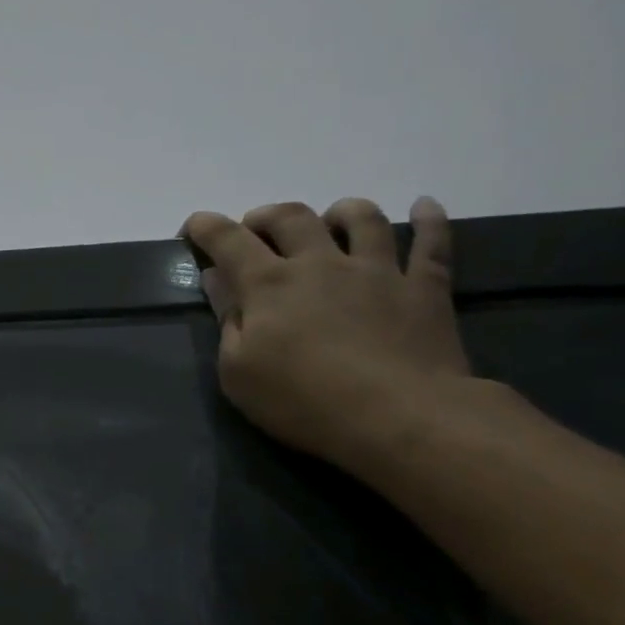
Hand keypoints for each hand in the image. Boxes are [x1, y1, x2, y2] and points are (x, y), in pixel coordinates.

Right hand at [181, 197, 471, 470]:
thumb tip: (216, 278)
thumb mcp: (238, 371)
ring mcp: (378, 271)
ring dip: (340, 211)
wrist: (399, 417)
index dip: (207, 227)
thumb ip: (226, 319)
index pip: (229, 241)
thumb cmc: (303, 401)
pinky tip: (423, 207)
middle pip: (292, 218)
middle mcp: (321, 263)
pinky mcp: (424, 288)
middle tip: (256, 229)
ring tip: (331, 219)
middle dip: (266, 216)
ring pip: (361, 219)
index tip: (193, 226)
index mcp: (269, 284)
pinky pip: (431, 243)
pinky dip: (428, 220)